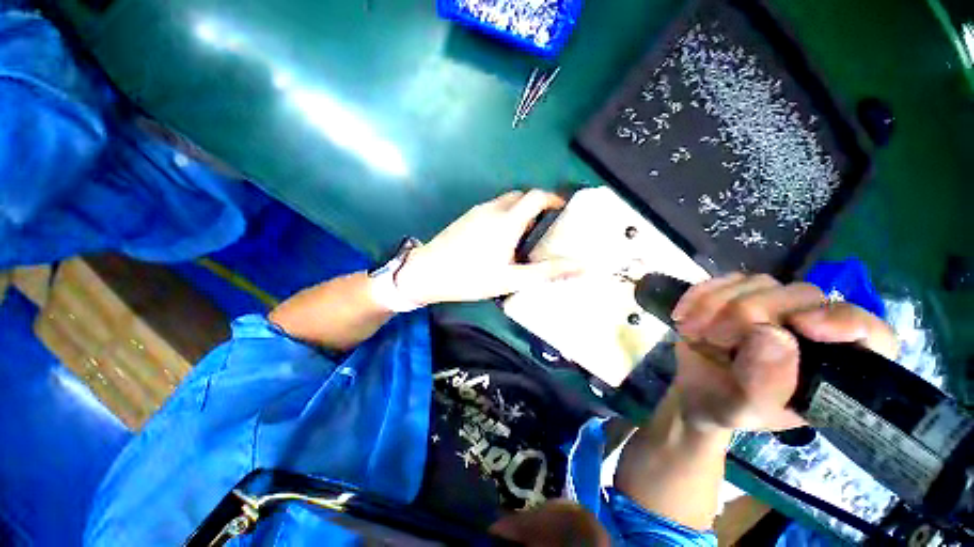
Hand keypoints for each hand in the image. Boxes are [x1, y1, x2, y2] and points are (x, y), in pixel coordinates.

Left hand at [395, 190, 581, 305]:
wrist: (427, 272)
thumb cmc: (471, 277)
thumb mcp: (511, 279)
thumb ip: (546, 272)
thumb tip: (581, 266)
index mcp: (507, 221)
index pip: (536, 196)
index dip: (553, 198)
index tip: (563, 209)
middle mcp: (493, 209)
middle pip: (521, 195)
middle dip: (537, 204)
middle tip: (545, 223)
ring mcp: (477, 211)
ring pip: (506, 201)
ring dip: (520, 209)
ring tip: (526, 232)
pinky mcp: (467, 217)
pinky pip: (492, 208)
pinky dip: (505, 214)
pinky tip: (501, 237)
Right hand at [669, 273, 898, 432]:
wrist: (695, 390)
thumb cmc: (727, 406)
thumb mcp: (744, 411)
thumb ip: (763, 385)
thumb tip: (772, 334)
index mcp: (833, 367)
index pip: (871, 334)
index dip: (846, 322)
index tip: (802, 326)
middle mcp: (813, 329)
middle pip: (803, 295)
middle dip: (748, 314)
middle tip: (714, 339)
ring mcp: (775, 306)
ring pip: (759, 283)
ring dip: (716, 305)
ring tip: (694, 333)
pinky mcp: (741, 294)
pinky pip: (725, 279)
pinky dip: (700, 295)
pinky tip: (684, 316)